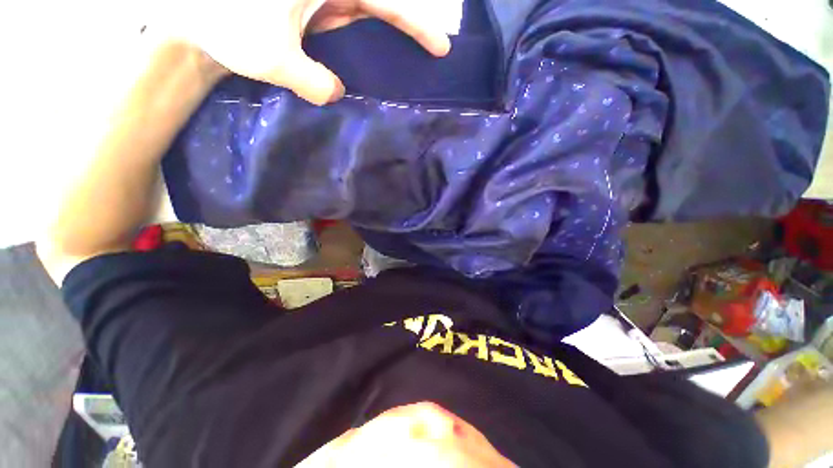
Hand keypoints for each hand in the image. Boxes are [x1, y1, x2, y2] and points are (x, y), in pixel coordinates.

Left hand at [157, 0, 450, 104]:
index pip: (385, 2)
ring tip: (404, 68)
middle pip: (380, 5)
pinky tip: (365, 67)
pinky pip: (346, 26)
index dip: (417, 23)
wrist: (192, 13)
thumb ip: (314, 81)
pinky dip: (359, 45)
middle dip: (407, 29)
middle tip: (429, 58)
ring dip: (384, 41)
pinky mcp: (311, 12)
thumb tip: (336, 94)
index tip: (441, 47)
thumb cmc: (222, 22)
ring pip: (364, 16)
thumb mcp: (272, 58)